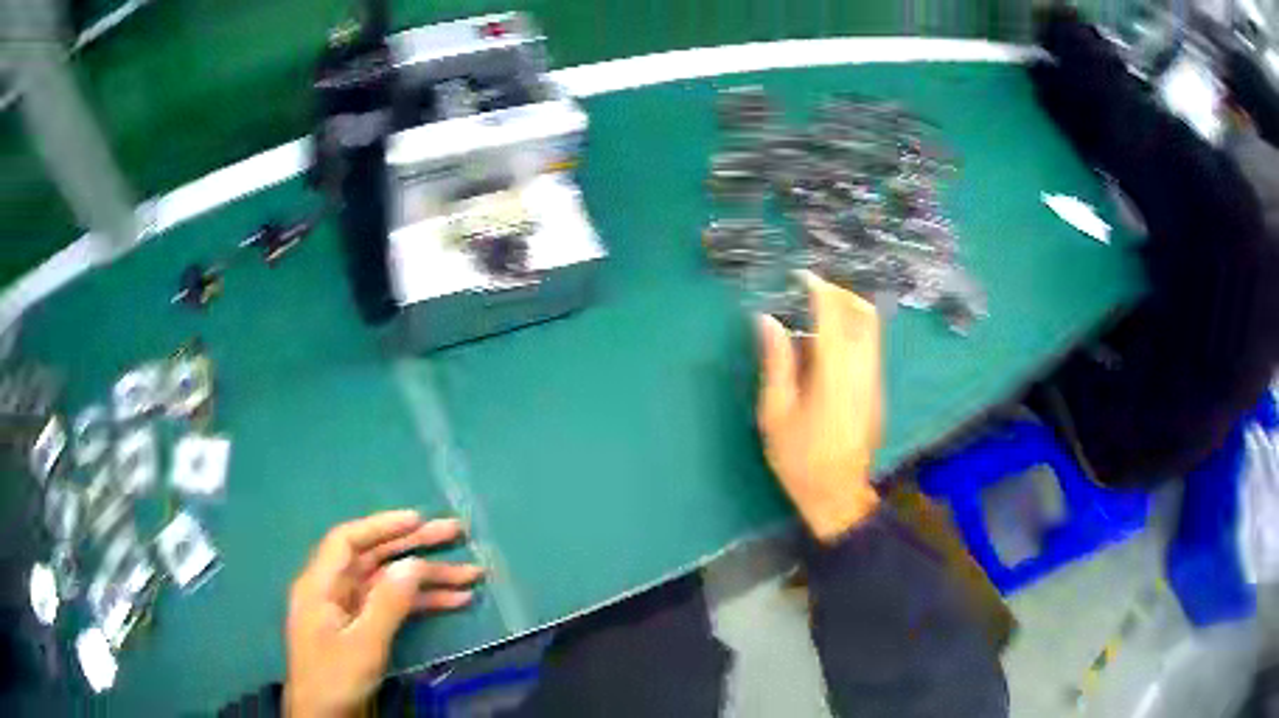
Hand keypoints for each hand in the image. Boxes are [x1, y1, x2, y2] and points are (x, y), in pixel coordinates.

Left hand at [284, 510, 482, 716]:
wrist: (325, 717)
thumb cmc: (336, 678)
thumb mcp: (364, 644)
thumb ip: (387, 603)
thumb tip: (413, 564)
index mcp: (321, 584)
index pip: (348, 541)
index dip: (382, 525)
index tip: (418, 520)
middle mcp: (335, 590)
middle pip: (374, 558)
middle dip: (415, 546)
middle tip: (455, 533)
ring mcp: (350, 609)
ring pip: (391, 583)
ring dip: (429, 578)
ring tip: (471, 574)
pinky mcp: (364, 628)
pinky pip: (395, 606)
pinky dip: (423, 603)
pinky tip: (455, 601)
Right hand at [756, 272, 883, 542]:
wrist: (839, 496)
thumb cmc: (800, 459)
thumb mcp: (776, 413)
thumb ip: (776, 362)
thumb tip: (768, 320)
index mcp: (834, 374)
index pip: (833, 315)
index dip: (819, 289)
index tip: (800, 277)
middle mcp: (862, 369)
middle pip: (864, 313)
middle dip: (840, 293)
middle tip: (812, 292)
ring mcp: (875, 380)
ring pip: (871, 329)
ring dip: (847, 312)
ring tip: (815, 317)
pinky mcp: (877, 391)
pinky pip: (869, 347)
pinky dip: (851, 333)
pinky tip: (825, 350)